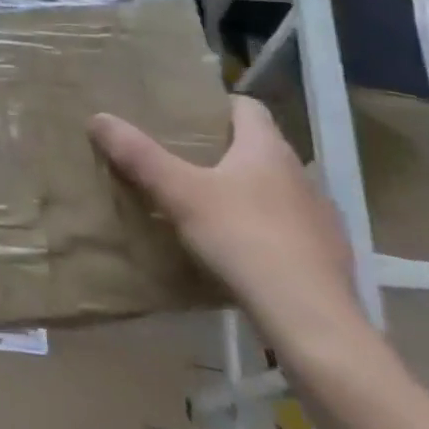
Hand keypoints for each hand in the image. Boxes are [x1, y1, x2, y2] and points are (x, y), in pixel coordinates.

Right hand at [89, 96, 364, 355]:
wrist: (313, 322)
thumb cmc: (244, 240)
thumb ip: (139, 156)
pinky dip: (266, 232)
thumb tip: (98, 117)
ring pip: (276, 191)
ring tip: (208, 209)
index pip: (248, 107)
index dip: (218, 106)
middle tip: (183, 161)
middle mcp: (301, 174)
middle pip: (260, 149)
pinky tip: (241, 254)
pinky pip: (290, 231)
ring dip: (247, 193)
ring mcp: (321, 218)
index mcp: (268, 149)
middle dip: (225, 152)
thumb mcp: (179, 194)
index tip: (188, 117)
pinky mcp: (329, 259)